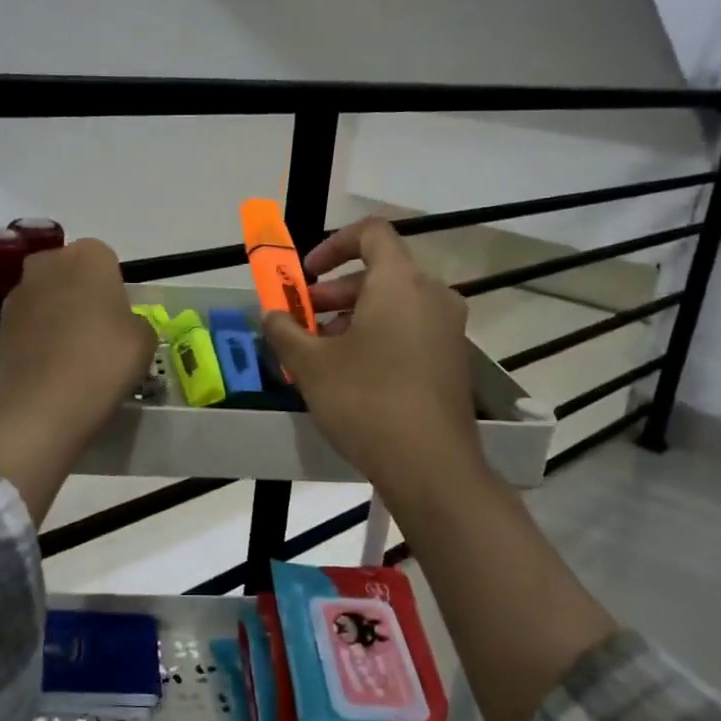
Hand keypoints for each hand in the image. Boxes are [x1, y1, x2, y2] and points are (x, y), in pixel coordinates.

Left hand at [0, 238, 154, 522]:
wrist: (41, 407)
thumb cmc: (104, 363)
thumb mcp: (145, 341)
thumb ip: (135, 321)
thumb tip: (120, 325)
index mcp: (89, 256)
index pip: (106, 260)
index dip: (115, 289)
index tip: (121, 319)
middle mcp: (48, 264)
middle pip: (70, 273)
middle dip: (82, 295)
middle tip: (99, 334)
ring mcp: (17, 294)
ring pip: (47, 298)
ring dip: (58, 316)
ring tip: (74, 358)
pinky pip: (28, 325)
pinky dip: (39, 340)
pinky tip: (52, 370)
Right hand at [267, 219, 614, 720]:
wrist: (441, 486)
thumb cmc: (372, 414)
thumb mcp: (314, 370)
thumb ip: (284, 337)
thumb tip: (263, 320)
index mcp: (407, 288)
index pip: (372, 234)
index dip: (331, 243)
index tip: (302, 273)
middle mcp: (439, 305)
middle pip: (384, 274)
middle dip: (337, 291)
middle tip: (302, 320)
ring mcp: (453, 343)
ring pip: (399, 312)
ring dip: (357, 323)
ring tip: (317, 356)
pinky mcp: (457, 379)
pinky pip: (412, 343)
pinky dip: (378, 350)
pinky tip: (350, 388)